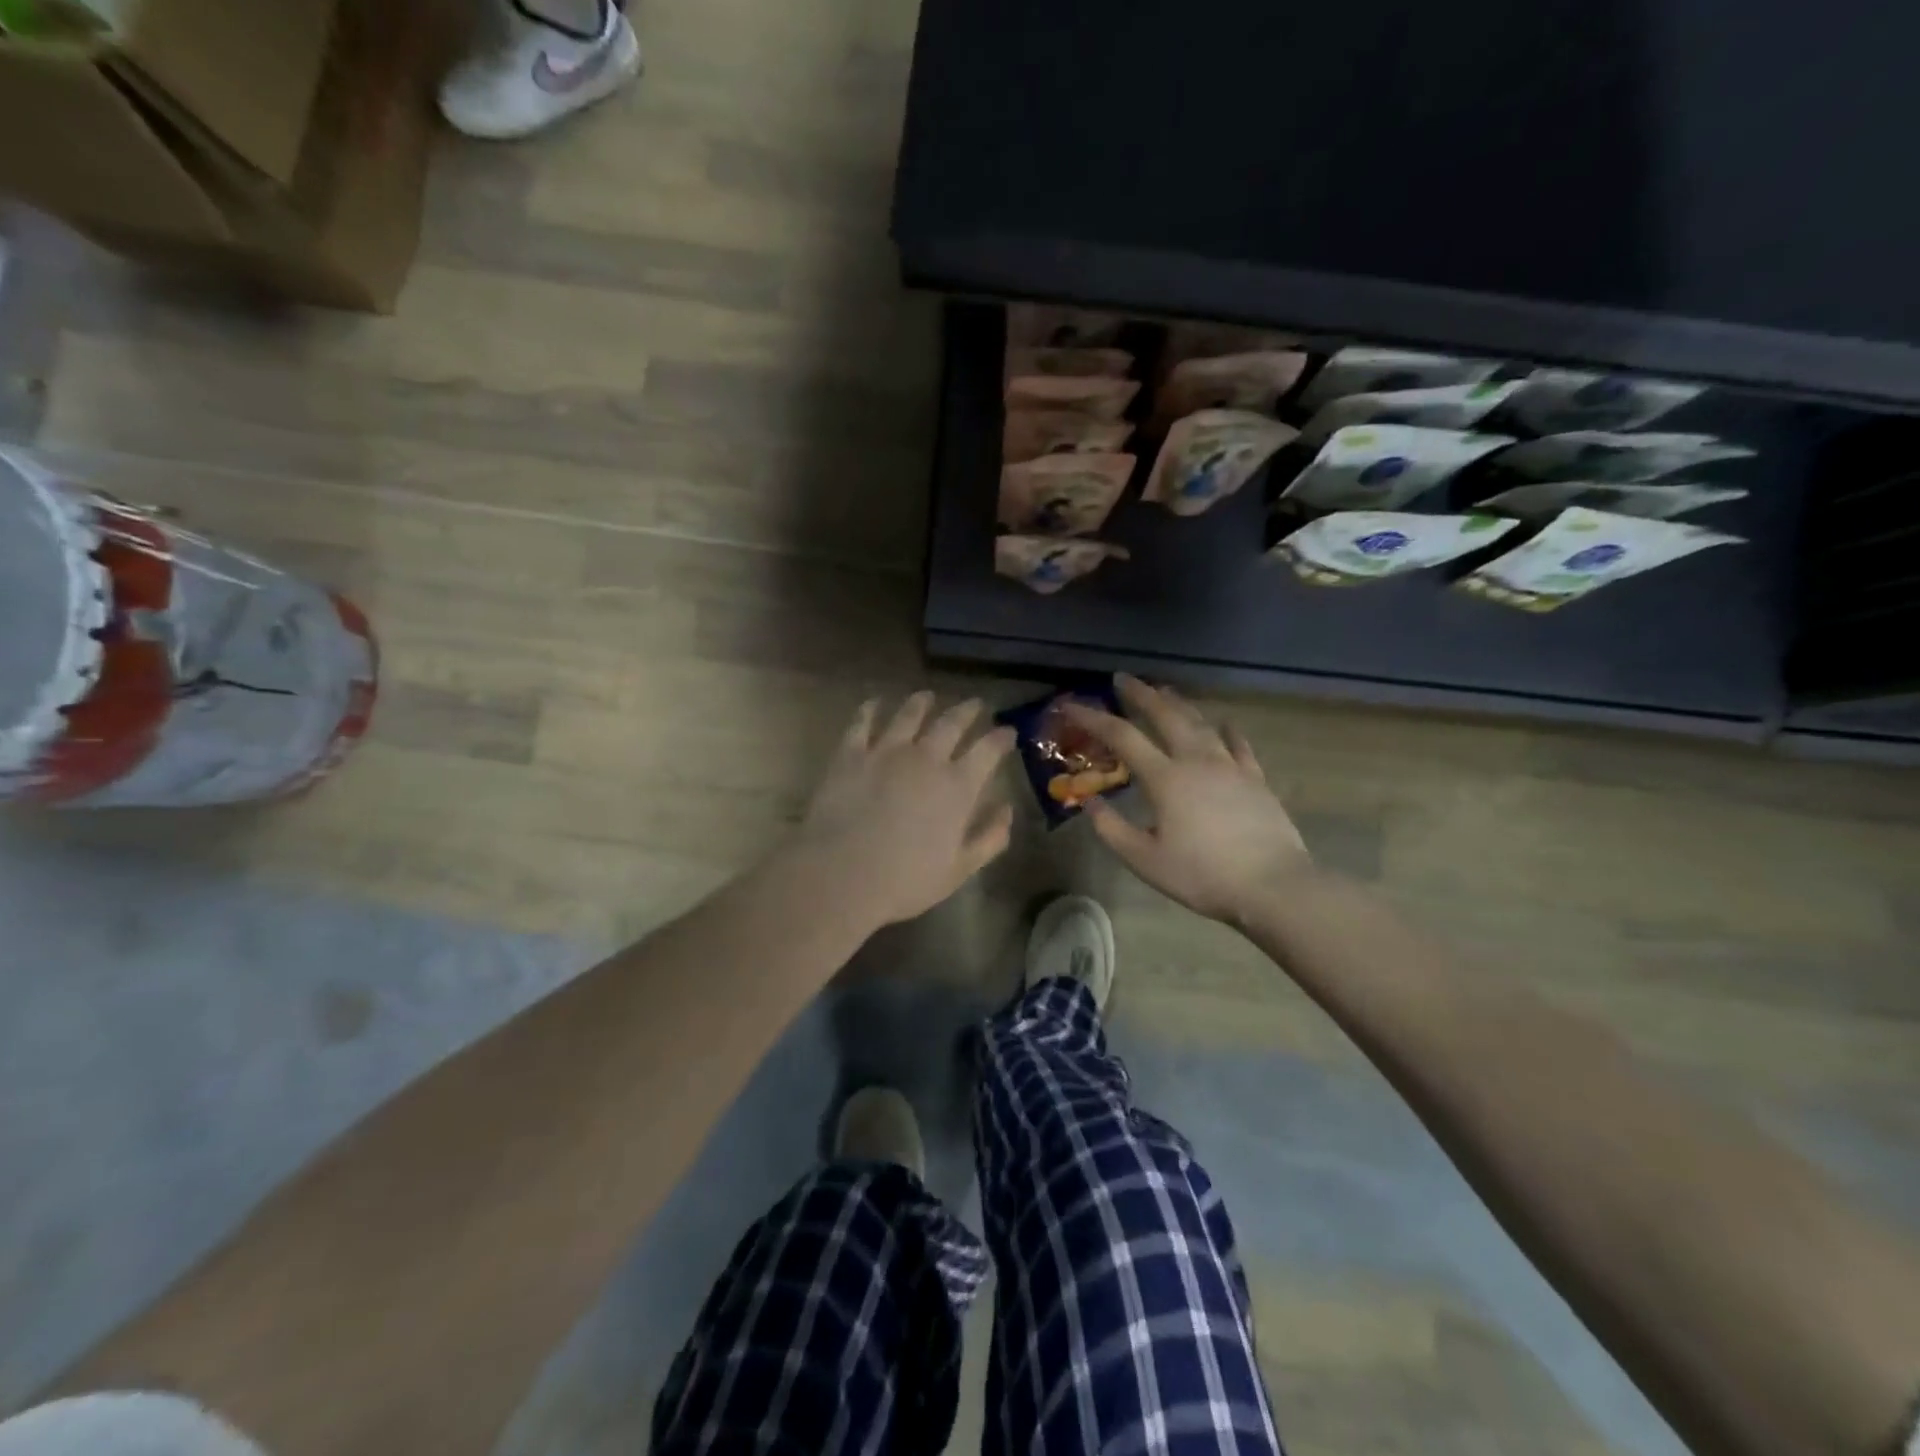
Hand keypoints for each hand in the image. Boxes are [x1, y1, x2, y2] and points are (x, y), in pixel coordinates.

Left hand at [795, 692, 1016, 926]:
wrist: (841, 875)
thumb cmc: (905, 880)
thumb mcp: (959, 869)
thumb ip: (990, 838)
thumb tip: (1007, 809)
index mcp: (958, 786)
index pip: (988, 750)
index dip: (1001, 738)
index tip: (1008, 731)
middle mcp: (926, 758)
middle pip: (952, 723)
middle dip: (968, 711)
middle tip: (975, 704)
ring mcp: (886, 751)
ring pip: (909, 715)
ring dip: (922, 703)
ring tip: (928, 696)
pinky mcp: (851, 754)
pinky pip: (863, 722)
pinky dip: (871, 709)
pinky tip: (874, 702)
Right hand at [1066, 675, 1311, 925]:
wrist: (1272, 886)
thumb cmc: (1202, 876)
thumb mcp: (1144, 860)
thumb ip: (1111, 829)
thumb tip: (1089, 801)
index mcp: (1165, 779)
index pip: (1122, 737)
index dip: (1093, 718)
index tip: (1072, 706)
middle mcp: (1196, 761)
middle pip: (1165, 716)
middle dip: (1141, 694)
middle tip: (1123, 679)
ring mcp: (1230, 767)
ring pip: (1200, 723)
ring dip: (1179, 704)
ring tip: (1165, 691)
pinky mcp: (1256, 779)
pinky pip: (1239, 745)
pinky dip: (1227, 730)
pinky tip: (1225, 723)